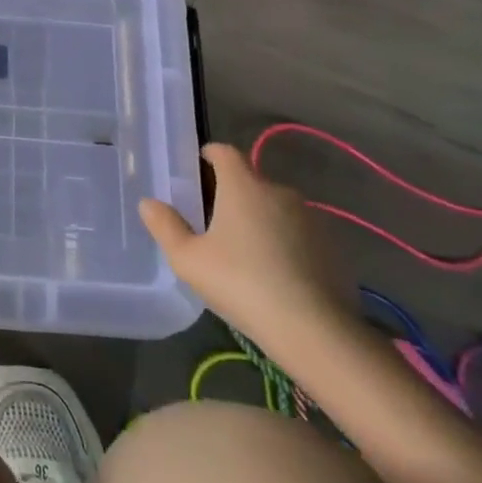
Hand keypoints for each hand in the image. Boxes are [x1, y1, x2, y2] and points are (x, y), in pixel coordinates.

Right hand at [139, 143, 353, 344]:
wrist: (314, 330)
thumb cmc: (240, 283)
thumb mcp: (187, 259)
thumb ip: (165, 226)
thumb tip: (149, 203)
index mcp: (243, 186)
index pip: (225, 152)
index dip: (209, 155)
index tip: (197, 169)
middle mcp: (279, 192)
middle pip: (250, 181)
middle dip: (231, 193)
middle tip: (211, 221)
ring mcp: (311, 219)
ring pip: (275, 207)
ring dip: (259, 218)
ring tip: (243, 251)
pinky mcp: (332, 247)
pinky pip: (298, 233)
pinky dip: (283, 242)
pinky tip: (273, 273)